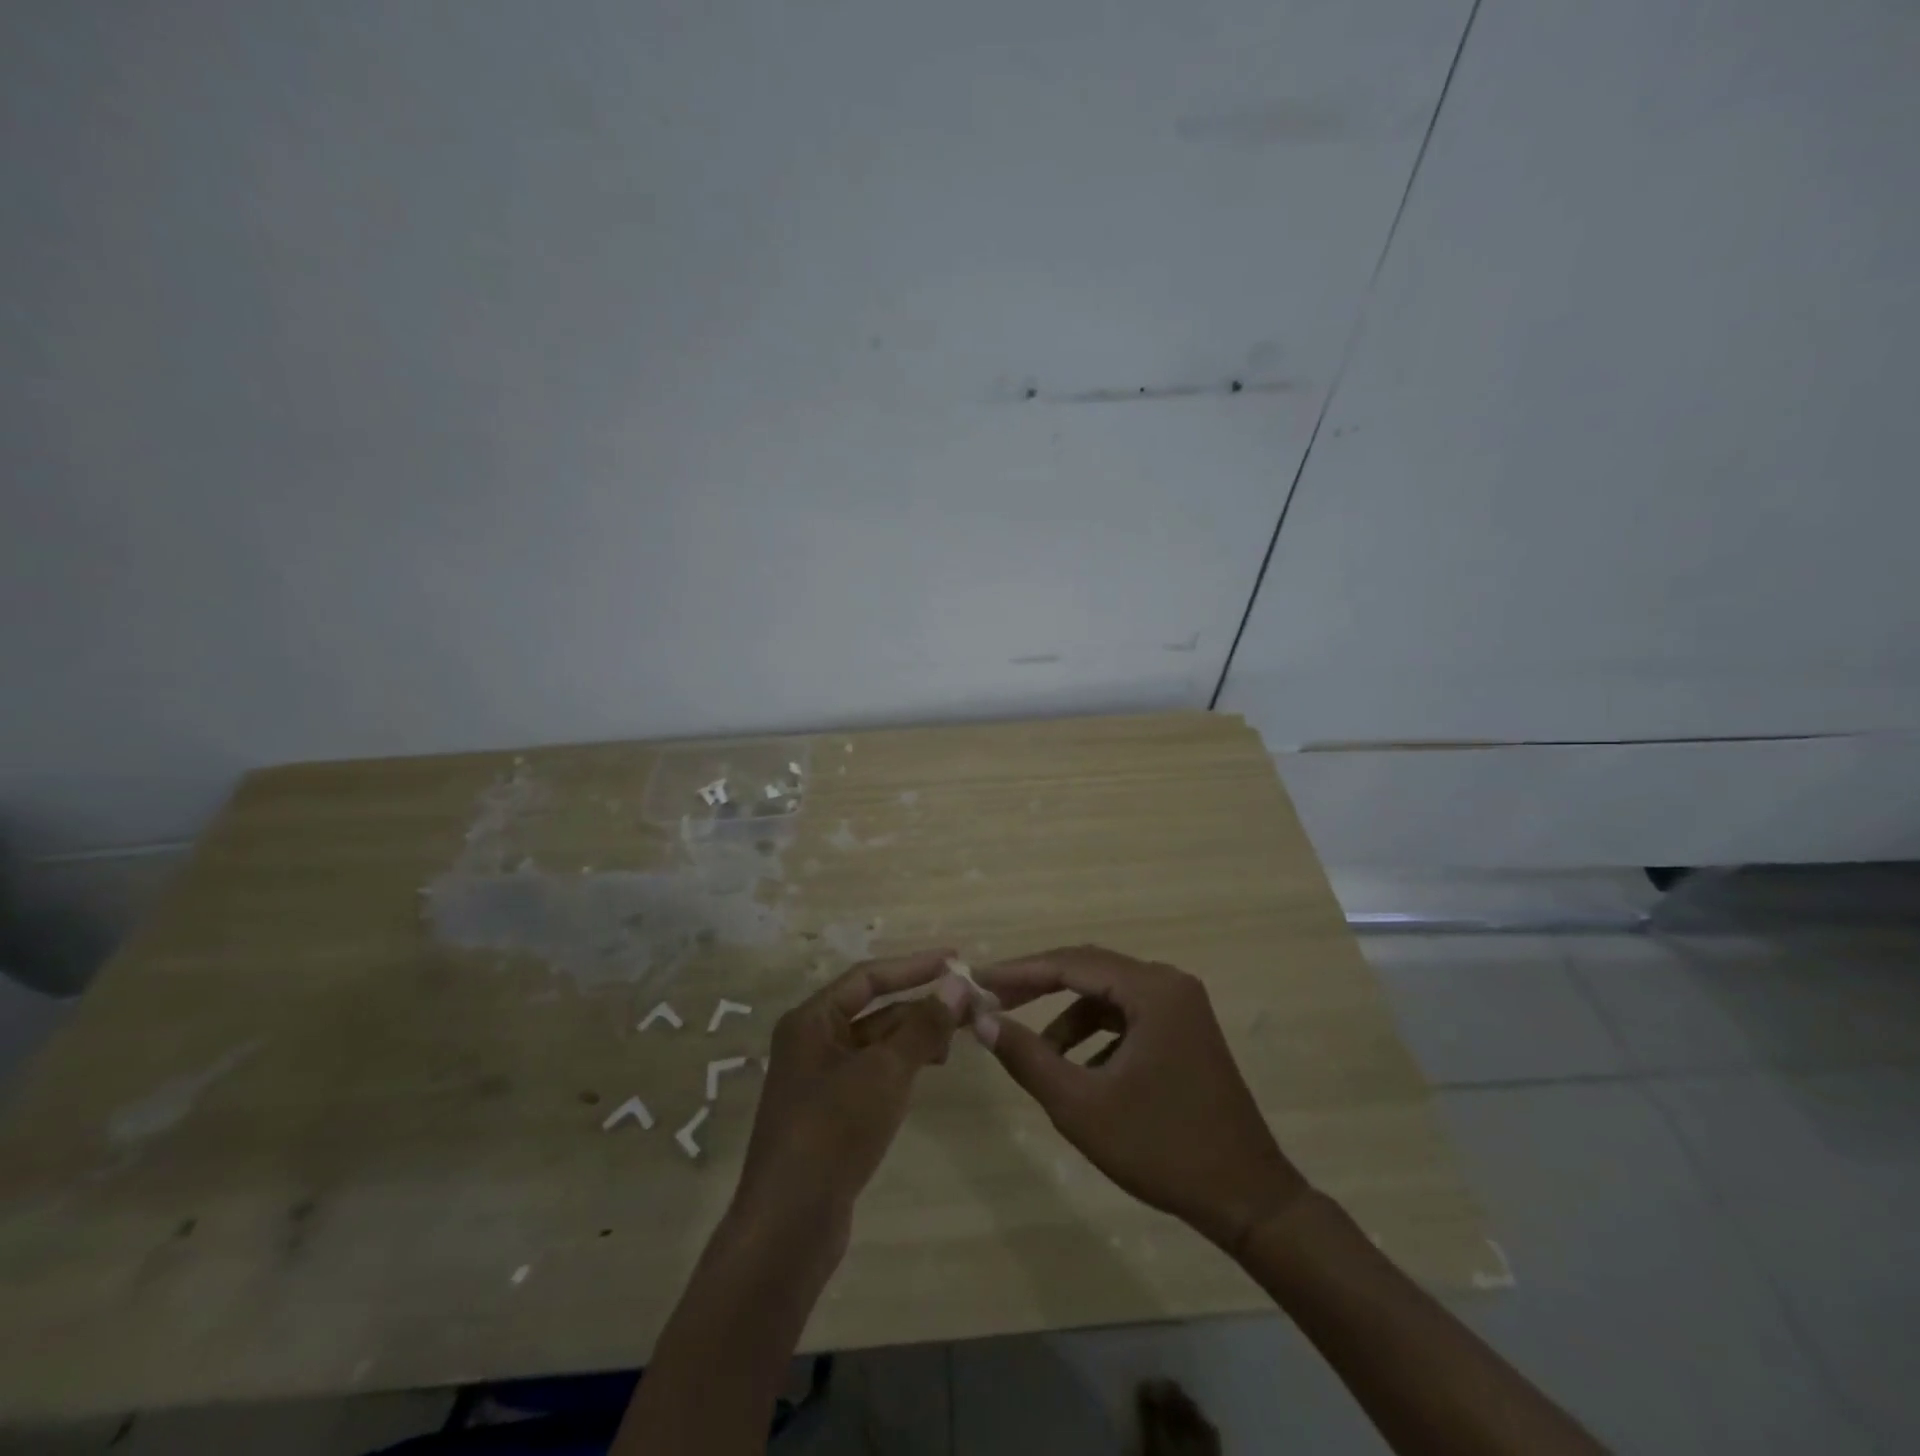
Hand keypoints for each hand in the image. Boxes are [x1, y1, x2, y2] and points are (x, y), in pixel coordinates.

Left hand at [731, 950, 968, 1247]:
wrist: (789, 1225)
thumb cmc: (833, 1130)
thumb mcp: (884, 1072)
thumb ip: (923, 1026)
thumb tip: (957, 983)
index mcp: (812, 1020)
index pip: (868, 977)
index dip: (914, 966)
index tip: (956, 960)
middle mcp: (812, 1042)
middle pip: (874, 1010)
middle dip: (920, 1006)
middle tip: (969, 1006)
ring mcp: (820, 1080)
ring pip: (876, 1043)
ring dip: (914, 1037)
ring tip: (955, 1042)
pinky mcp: (831, 1113)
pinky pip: (872, 1073)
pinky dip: (902, 1066)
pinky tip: (929, 1070)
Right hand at [973, 945, 1308, 1253]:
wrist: (1247, 1200)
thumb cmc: (1161, 1148)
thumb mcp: (1081, 1105)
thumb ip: (1028, 1057)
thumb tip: (981, 1019)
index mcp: (1152, 989)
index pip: (1071, 963)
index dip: (1020, 972)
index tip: (978, 981)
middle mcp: (1169, 984)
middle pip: (1089, 970)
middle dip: (1039, 987)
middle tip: (994, 1003)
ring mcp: (1182, 1007)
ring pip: (1107, 996)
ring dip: (1068, 1018)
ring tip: (1038, 1055)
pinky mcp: (1185, 1031)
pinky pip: (1127, 1017)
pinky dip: (1096, 1035)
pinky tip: (1080, 1071)